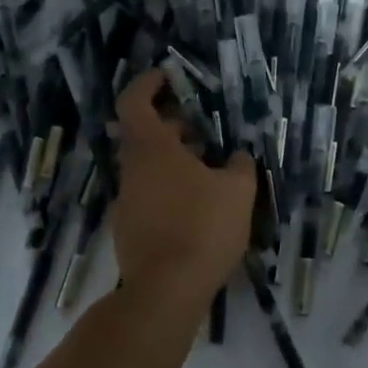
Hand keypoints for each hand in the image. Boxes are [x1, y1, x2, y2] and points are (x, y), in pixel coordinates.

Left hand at [111, 70, 255, 305]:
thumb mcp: (238, 191)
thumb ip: (240, 165)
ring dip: (174, 161)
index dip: (147, 84)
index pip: (134, 102)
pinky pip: (150, 196)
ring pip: (148, 168)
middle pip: (143, 136)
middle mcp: (132, 171)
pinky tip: (198, 207)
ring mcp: (126, 202)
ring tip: (211, 170)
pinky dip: (170, 189)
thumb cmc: (202, 228)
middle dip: (172, 127)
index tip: (167, 76)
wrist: (166, 291)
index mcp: (152, 150)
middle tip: (204, 130)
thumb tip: (238, 155)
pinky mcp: (129, 231)